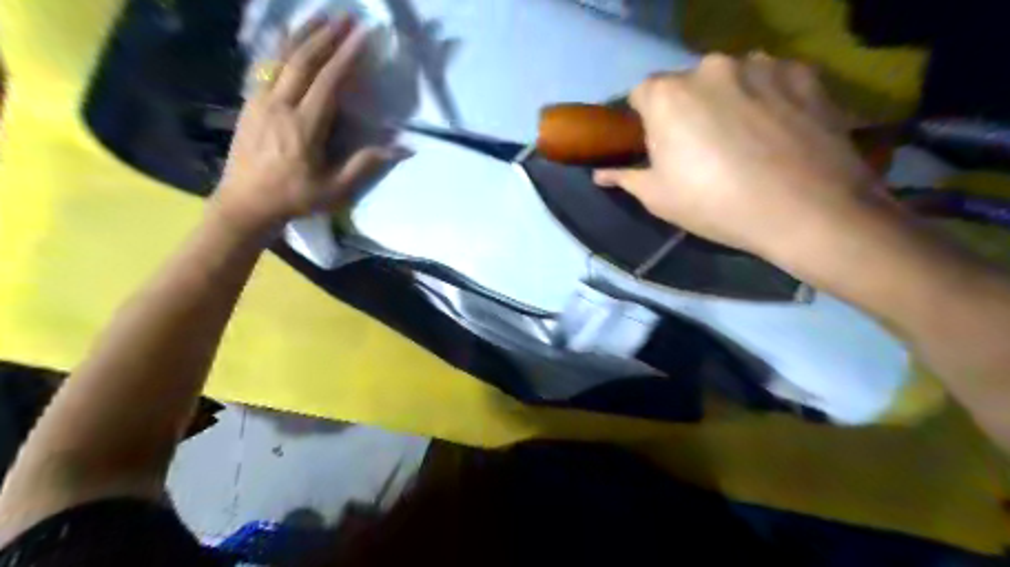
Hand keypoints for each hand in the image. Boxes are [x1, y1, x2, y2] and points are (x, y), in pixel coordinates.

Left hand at [213, 16, 402, 235]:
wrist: (244, 203)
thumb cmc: (294, 199)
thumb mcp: (336, 190)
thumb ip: (367, 165)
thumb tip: (404, 148)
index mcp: (304, 126)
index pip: (328, 82)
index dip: (347, 56)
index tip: (363, 35)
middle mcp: (280, 105)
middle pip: (304, 61)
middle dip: (326, 35)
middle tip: (346, 16)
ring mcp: (260, 101)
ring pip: (281, 58)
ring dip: (303, 34)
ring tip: (320, 16)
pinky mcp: (249, 103)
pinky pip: (266, 66)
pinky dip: (281, 47)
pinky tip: (289, 38)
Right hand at [593, 51, 884, 262]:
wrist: (807, 210)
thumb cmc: (716, 205)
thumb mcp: (659, 198)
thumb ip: (625, 177)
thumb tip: (600, 174)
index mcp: (668, 96)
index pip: (641, 93)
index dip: (646, 118)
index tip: (659, 143)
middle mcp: (710, 67)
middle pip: (687, 83)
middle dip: (687, 107)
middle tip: (703, 145)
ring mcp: (760, 64)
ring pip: (730, 77)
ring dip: (728, 98)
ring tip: (746, 138)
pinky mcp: (802, 70)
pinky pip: (770, 78)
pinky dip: (767, 96)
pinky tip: (778, 129)